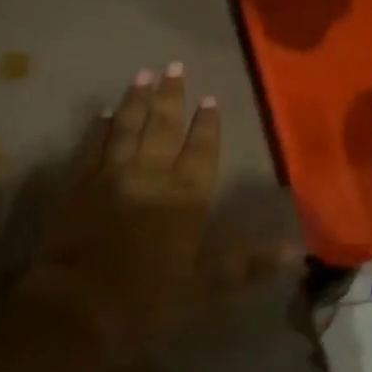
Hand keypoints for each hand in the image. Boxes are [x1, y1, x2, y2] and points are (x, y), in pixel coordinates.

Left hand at [25, 65, 280, 363]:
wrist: (78, 305)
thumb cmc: (148, 300)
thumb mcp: (205, 288)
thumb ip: (247, 264)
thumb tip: (293, 249)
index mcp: (184, 198)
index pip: (200, 151)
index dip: (206, 125)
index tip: (208, 98)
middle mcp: (149, 175)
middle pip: (162, 128)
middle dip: (171, 96)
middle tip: (175, 66)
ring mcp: (110, 175)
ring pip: (126, 127)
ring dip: (136, 100)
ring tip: (144, 75)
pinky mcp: (78, 183)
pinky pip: (91, 145)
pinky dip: (98, 127)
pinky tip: (103, 112)